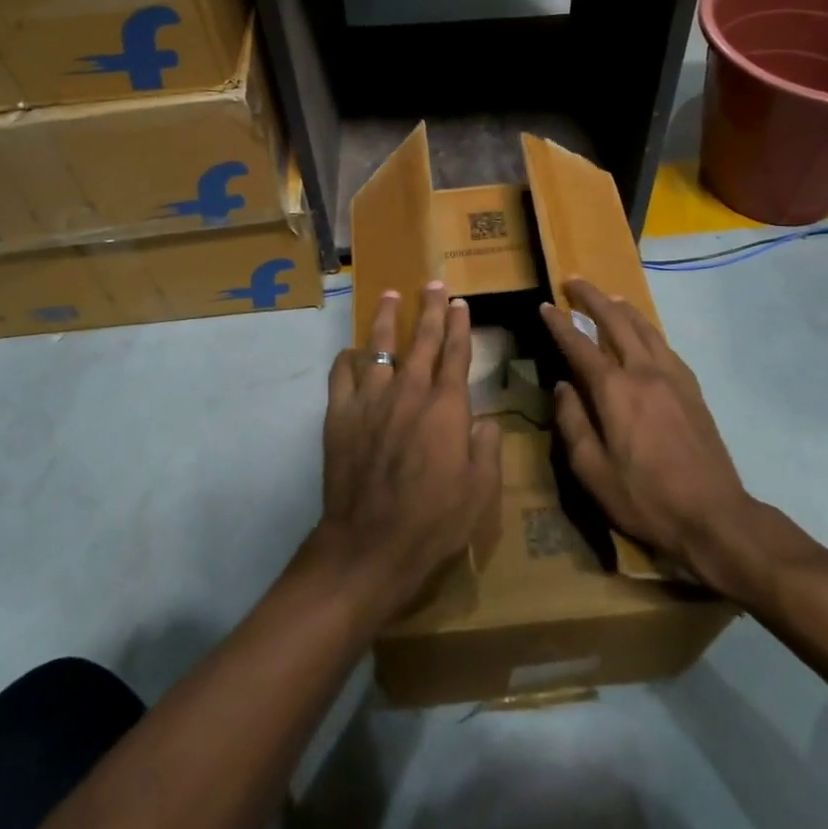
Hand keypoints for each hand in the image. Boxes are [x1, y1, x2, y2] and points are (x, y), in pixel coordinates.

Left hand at [311, 281, 501, 619]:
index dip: (460, 326)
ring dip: (385, 318)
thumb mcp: (481, 491)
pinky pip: (341, 374)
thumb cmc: (434, 521)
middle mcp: (409, 391)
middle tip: (433, 284)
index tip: (460, 303)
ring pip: (378, 345)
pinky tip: (351, 351)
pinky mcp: (340, 414)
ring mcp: (371, 399)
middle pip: (421, 339)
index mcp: (446, 407)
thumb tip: (484, 420)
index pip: (456, 354)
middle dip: (430, 309)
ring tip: (389, 295)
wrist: (370, 544)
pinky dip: (347, 359)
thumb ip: (487, 448)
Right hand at [540, 278, 765, 600]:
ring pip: (645, 328)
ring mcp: (672, 377)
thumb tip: (562, 387)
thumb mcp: (592, 472)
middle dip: (592, 298)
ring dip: (622, 308)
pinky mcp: (692, 389)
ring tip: (608, 297)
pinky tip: (645, 334)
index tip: (545, 305)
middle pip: (615, 321)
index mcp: (614, 390)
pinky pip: (665, 345)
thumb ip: (572, 423)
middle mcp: (643, 372)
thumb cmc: (645, 498)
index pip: (579, 345)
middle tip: (574, 281)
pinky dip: (648, 329)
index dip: (559, 323)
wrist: (714, 517)